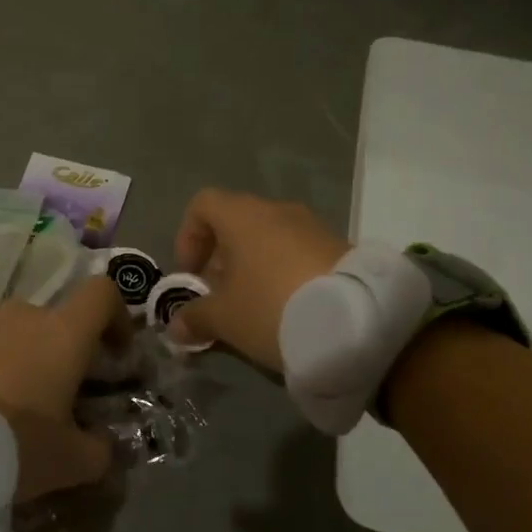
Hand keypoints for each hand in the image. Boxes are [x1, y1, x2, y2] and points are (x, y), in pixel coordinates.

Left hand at [0, 276, 132, 501]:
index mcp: (61, 334)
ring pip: (7, 335)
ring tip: (1, 409)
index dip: (116, 316)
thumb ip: (99, 450)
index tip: (114, 352)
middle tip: (52, 400)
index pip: (102, 294)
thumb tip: (103, 444)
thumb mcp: (69, 463)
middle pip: (51, 322)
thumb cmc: (12, 445)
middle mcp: (18, 316)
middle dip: (58, 354)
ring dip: (15, 361)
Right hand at [168, 188, 346, 370]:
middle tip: (219, 297)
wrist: (356, 322)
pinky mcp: (339, 247)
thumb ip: (195, 317)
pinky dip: (284, 273)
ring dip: (254, 267)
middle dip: (221, 258)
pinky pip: (298, 253)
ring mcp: (313, 227)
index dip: (188, 236)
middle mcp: (277, 211)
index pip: (202, 204)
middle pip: (237, 223)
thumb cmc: (271, 308)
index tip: (191, 274)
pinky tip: (287, 309)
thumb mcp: (224, 319)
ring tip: (253, 307)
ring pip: (269, 239)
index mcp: (242, 216)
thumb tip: (175, 326)